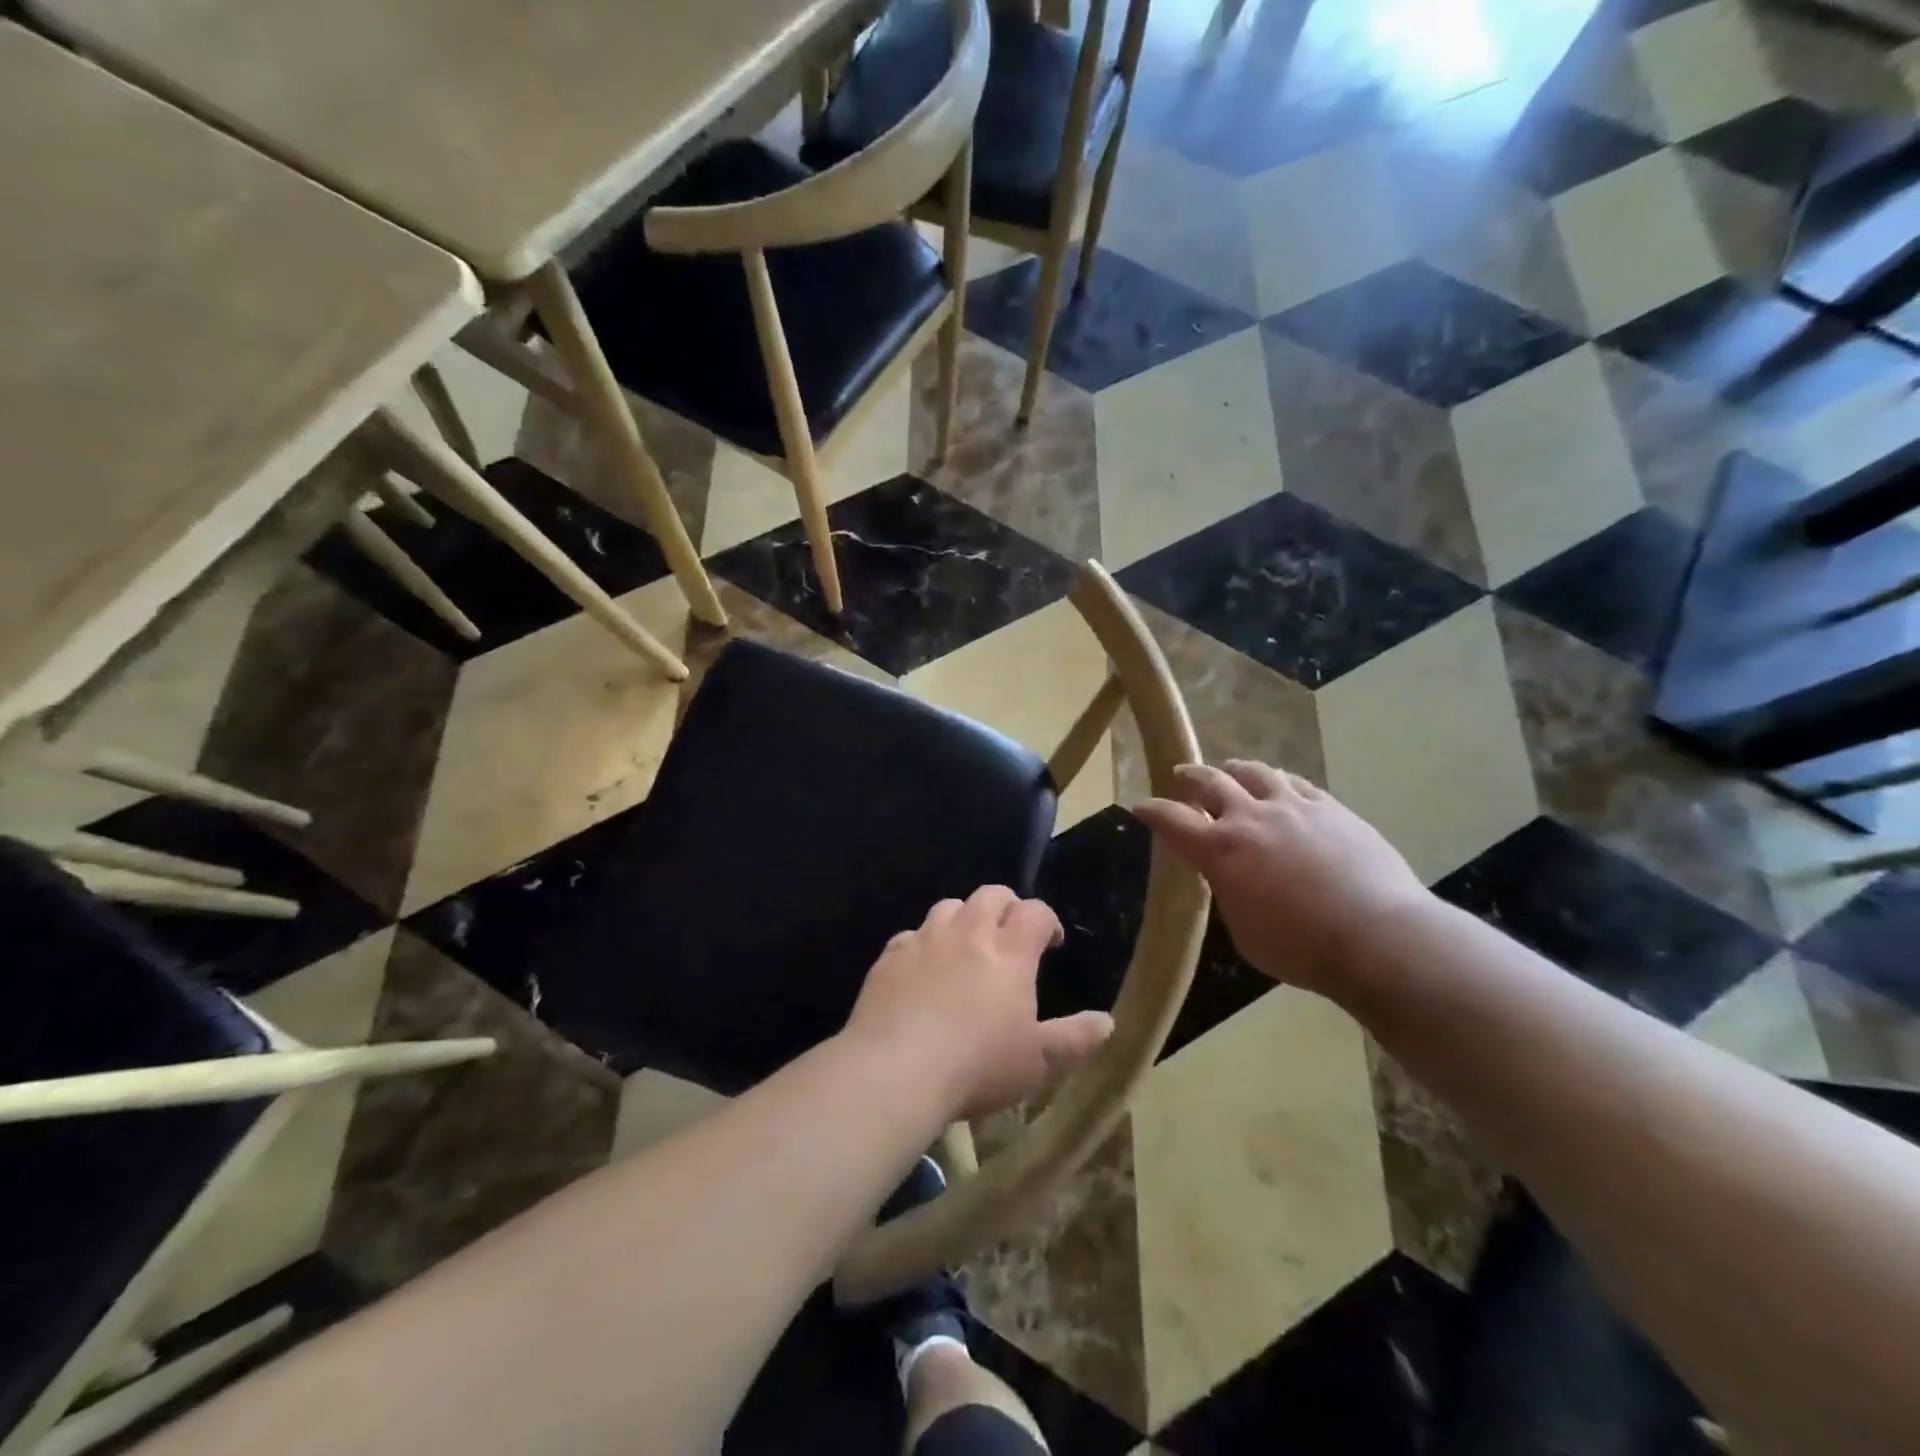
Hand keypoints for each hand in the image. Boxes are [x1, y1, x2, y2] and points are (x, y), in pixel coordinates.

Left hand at [845, 886, 1113, 1119]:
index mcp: (1010, 952)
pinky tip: (923, 970)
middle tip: (1011, 933)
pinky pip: (911, 935)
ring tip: (966, 946)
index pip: (1035, 912)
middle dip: (1007, 906)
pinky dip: (924, 944)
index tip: (1051, 941)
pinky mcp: (891, 955)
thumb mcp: (1037, 1062)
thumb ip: (1074, 1039)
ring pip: (949, 906)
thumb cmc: (977, 1066)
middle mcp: (969, 933)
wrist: (895, 1070)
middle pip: (991, 895)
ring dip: (964, 918)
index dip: (1047, 920)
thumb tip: (1107, 1021)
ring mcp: (926, 939)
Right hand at [1135, 761, 1430, 995]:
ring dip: (1235, 770)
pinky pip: (1296, 783)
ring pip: (1255, 772)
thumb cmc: (1301, 948)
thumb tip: (1230, 876)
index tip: (1140, 807)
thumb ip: (1228, 893)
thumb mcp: (1243, 931)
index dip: (1152, 811)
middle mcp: (1250, 817)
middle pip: (1210, 782)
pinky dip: (1278, 782)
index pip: (1172, 820)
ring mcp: (1293, 807)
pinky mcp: (1330, 808)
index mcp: (1220, 850)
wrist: (1378, 937)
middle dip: (1190, 778)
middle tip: (1182, 776)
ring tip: (1231, 771)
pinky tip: (1281, 786)